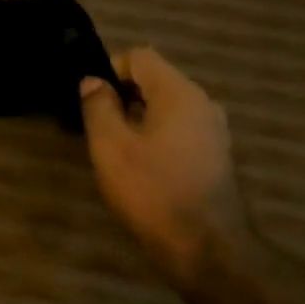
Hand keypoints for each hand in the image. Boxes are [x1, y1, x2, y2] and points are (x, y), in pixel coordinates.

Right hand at [79, 47, 254, 287]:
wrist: (206, 247)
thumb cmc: (152, 191)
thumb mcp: (111, 147)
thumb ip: (98, 107)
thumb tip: (93, 81)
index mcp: (179, 92)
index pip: (140, 57)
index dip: (109, 69)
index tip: (88, 98)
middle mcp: (203, 103)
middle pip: (156, 81)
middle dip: (123, 96)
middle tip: (95, 125)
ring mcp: (214, 131)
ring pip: (168, 108)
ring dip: (139, 118)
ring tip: (114, 148)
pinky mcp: (216, 157)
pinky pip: (181, 130)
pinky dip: (157, 137)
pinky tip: (141, 166)